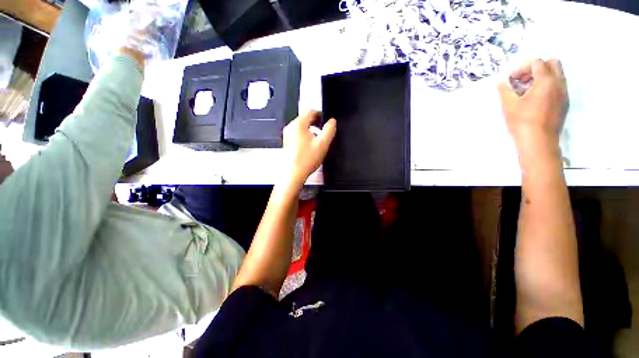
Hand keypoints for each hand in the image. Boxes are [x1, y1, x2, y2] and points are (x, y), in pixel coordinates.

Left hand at [282, 111, 336, 185]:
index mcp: (298, 124)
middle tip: (324, 129)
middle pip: (305, 118)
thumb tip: (332, 121)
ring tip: (318, 138)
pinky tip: (310, 145)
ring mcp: (287, 135)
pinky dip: (305, 135)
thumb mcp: (323, 144)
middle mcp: (290, 127)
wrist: (293, 173)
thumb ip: (329, 130)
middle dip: (316, 122)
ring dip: (310, 129)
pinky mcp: (287, 142)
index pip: (310, 111)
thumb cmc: (307, 159)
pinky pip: (297, 134)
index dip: (320, 114)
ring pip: (301, 126)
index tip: (327, 120)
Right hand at [498, 59, 567, 166]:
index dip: (522, 68)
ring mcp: (564, 94)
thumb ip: (504, 90)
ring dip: (542, 77)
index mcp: (546, 81)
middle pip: (552, 64)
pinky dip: (547, 87)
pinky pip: (558, 87)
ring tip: (527, 91)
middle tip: (523, 80)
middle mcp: (559, 84)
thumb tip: (500, 82)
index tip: (511, 79)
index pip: (537, 63)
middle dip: (537, 68)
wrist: (539, 142)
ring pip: (557, 75)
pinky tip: (535, 100)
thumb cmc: (522, 122)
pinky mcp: (564, 103)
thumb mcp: (509, 105)